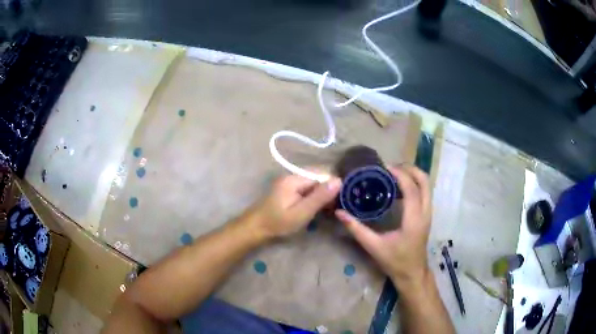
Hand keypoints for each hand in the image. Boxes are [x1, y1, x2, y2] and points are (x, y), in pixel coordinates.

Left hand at [250, 174, 341, 238]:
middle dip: (328, 191)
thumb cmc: (278, 223)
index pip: (322, 174)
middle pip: (318, 177)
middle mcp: (292, 176)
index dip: (333, 187)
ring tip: (326, 210)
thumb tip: (339, 181)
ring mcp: (290, 182)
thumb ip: (320, 197)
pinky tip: (315, 209)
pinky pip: (307, 189)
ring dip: (321, 195)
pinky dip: (314, 197)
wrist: (255, 228)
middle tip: (332, 209)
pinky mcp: (289, 190)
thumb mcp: (301, 212)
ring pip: (314, 184)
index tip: (337, 203)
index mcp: (295, 178)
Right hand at [335, 165, 430, 286]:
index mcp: (414, 220)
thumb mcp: (374, 247)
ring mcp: (428, 214)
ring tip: (393, 174)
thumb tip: (340, 213)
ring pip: (427, 186)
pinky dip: (414, 184)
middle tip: (391, 168)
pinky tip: (399, 189)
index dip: (400, 175)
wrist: (413, 273)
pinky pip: (424, 192)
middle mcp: (425, 213)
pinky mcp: (426, 216)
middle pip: (425, 181)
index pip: (411, 189)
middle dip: (410, 169)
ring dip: (413, 175)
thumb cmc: (395, 261)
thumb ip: (357, 229)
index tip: (385, 167)